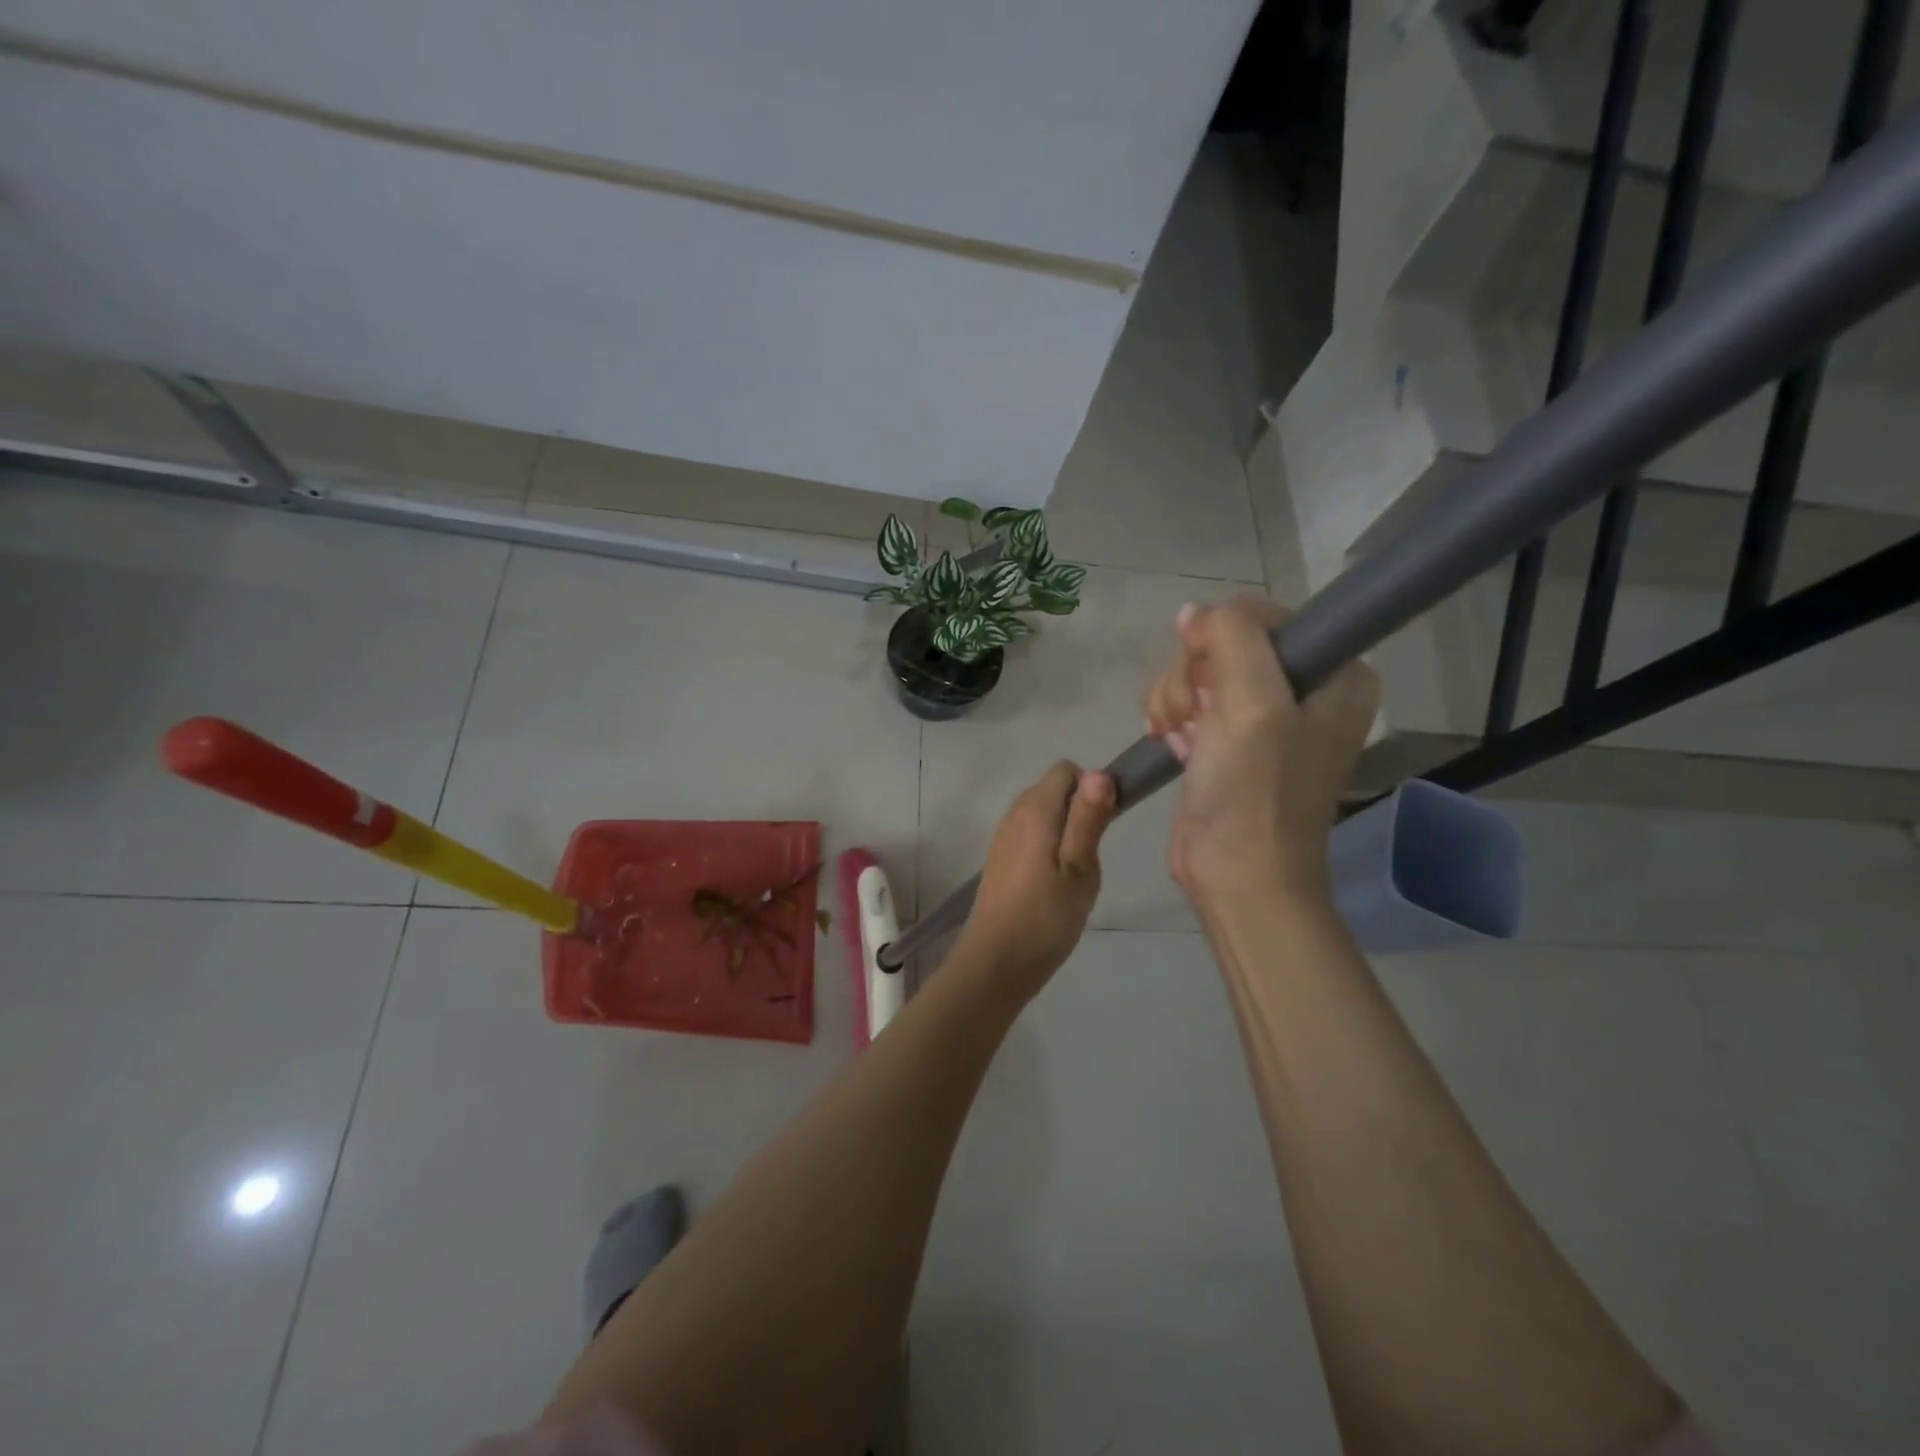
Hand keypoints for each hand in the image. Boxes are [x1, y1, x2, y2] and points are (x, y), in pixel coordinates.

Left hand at [952, 762, 1116, 1000]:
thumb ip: (1088, 818)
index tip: (1104, 826)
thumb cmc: (1045, 916)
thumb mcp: (1080, 868)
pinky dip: (1048, 848)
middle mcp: (1014, 813)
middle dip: (1080, 812)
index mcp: (1035, 809)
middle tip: (1091, 856)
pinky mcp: (1000, 859)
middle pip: (1054, 790)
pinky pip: (1031, 835)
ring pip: (1043, 814)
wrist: (996, 962)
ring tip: (1075, 874)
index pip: (1067, 770)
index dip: (1092, 788)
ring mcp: (1004, 836)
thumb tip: (1099, 772)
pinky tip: (1054, 885)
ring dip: (1065, 832)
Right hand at [1144, 598, 1377, 907]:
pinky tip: (1175, 747)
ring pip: (1197, 670)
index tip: (1211, 687)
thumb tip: (1193, 613)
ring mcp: (1262, 715)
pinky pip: (1187, 700)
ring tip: (1183, 741)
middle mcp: (1303, 687)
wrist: (1236, 876)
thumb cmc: (1254, 793)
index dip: (1223, 641)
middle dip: (1193, 678)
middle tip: (1195, 721)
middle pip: (1225, 642)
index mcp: (1335, 673)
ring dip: (1175, 701)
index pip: (1264, 616)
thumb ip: (1231, 637)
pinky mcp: (1227, 738)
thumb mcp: (1251, 703)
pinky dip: (1171, 719)